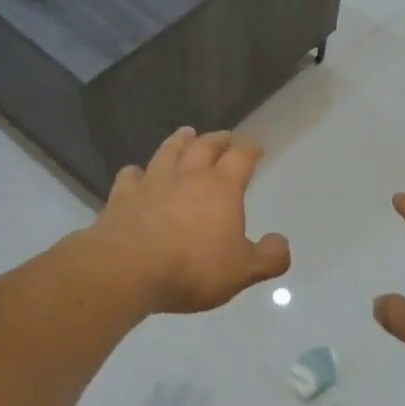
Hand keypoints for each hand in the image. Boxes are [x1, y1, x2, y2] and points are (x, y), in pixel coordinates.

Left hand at [88, 127, 289, 313]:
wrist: (127, 270)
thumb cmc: (192, 268)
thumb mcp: (242, 271)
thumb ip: (268, 258)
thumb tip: (282, 243)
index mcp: (222, 188)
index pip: (241, 157)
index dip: (250, 149)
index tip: (256, 146)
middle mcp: (188, 176)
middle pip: (205, 146)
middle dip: (218, 139)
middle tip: (224, 136)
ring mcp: (152, 183)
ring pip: (168, 152)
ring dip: (179, 141)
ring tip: (185, 133)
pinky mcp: (122, 197)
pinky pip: (130, 175)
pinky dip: (137, 171)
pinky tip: (136, 173)